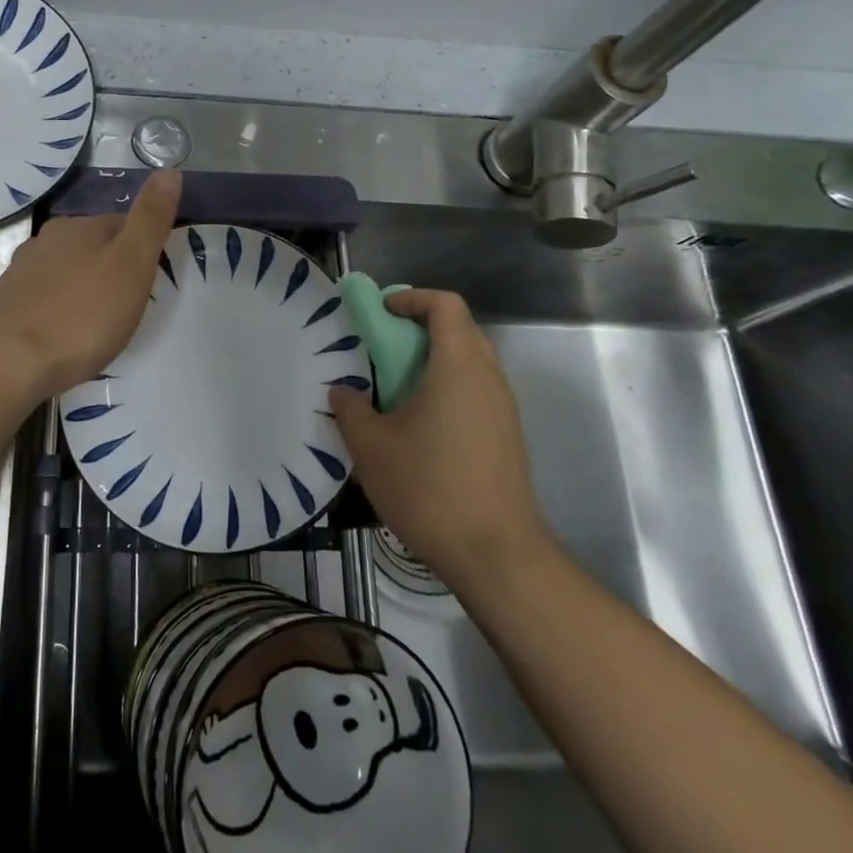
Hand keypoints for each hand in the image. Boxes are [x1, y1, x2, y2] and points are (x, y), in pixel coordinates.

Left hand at [0, 171, 181, 400]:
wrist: (7, 363)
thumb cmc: (81, 314)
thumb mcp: (131, 264)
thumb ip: (151, 219)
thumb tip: (169, 171)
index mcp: (80, 226)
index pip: (123, 223)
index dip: (144, 248)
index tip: (155, 279)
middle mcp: (48, 240)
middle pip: (94, 247)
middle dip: (114, 270)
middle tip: (133, 306)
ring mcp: (22, 272)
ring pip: (68, 272)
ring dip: (87, 290)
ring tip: (102, 324)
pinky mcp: (8, 304)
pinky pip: (47, 299)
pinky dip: (63, 311)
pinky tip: (68, 335)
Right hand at [329, 289, 550, 577]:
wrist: (495, 554)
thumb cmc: (428, 487)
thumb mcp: (371, 447)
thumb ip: (351, 410)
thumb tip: (344, 392)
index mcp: (458, 366)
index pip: (445, 306)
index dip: (413, 298)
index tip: (382, 312)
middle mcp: (489, 379)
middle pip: (460, 331)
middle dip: (421, 329)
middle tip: (384, 348)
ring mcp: (504, 410)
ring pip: (470, 364)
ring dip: (434, 362)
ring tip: (396, 389)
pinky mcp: (507, 438)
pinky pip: (476, 393)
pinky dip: (448, 390)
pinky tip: (420, 426)